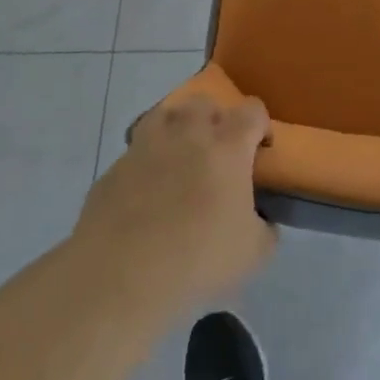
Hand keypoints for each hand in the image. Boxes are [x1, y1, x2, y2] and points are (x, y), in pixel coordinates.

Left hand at [71, 94, 277, 313]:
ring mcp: (145, 147)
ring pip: (164, 115)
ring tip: (180, 159)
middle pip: (204, 104)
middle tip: (218, 153)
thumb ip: (265, 227)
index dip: (261, 125)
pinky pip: (135, 152)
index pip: (252, 111)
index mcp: (227, 146)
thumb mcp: (254, 252)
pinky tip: (147, 193)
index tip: (261, 150)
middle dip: (215, 120)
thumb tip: (262, 220)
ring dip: (177, 129)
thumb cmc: (198, 258)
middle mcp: (187, 134)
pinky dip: (146, 162)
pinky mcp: (113, 169)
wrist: (120, 276)